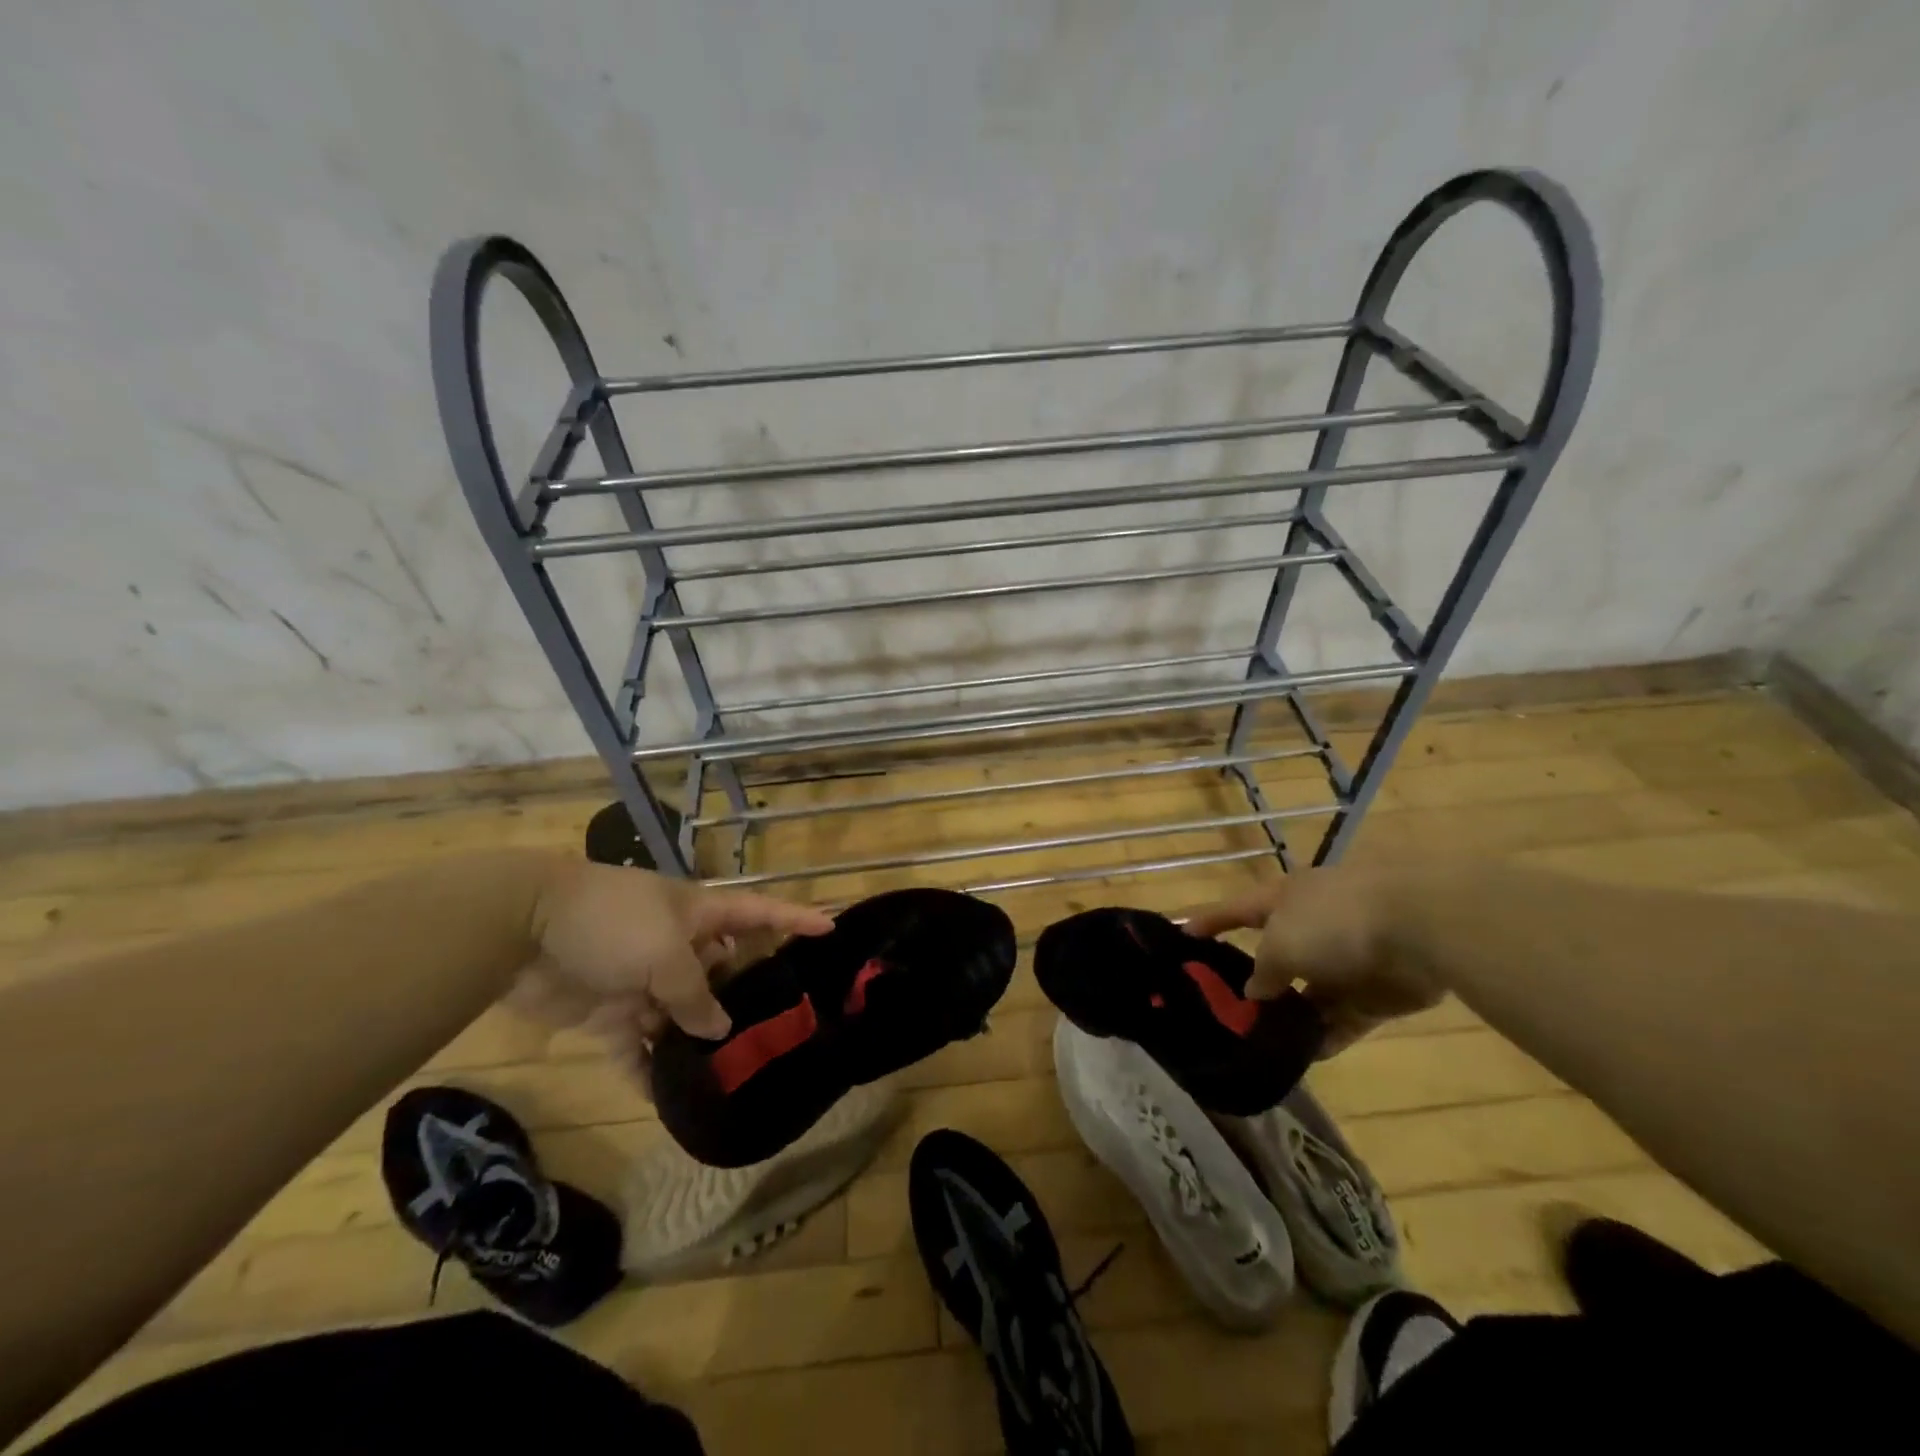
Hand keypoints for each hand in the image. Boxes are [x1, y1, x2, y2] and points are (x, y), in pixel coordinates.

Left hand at [520, 860, 832, 1061]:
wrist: (521, 930)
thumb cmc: (611, 923)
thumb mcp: (665, 953)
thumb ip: (696, 995)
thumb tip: (717, 1029)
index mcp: (697, 915)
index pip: (758, 913)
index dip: (794, 919)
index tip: (830, 930)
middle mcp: (677, 946)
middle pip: (724, 971)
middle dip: (747, 997)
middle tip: (780, 1033)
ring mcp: (643, 980)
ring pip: (683, 1016)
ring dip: (699, 1044)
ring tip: (732, 1077)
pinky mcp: (609, 1013)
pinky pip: (636, 1048)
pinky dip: (648, 1073)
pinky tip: (668, 1103)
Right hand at [1183, 866, 1441, 1056]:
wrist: (1418, 929)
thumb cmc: (1333, 922)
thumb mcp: (1280, 944)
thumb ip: (1263, 971)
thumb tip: (1256, 991)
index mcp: (1283, 900)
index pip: (1235, 910)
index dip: (1208, 922)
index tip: (1181, 937)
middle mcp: (1310, 926)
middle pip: (1273, 955)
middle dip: (1252, 982)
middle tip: (1223, 1011)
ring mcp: (1345, 960)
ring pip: (1308, 992)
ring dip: (1289, 1016)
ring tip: (1259, 1043)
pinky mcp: (1375, 993)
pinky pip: (1341, 1018)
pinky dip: (1324, 1035)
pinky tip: (1302, 1057)